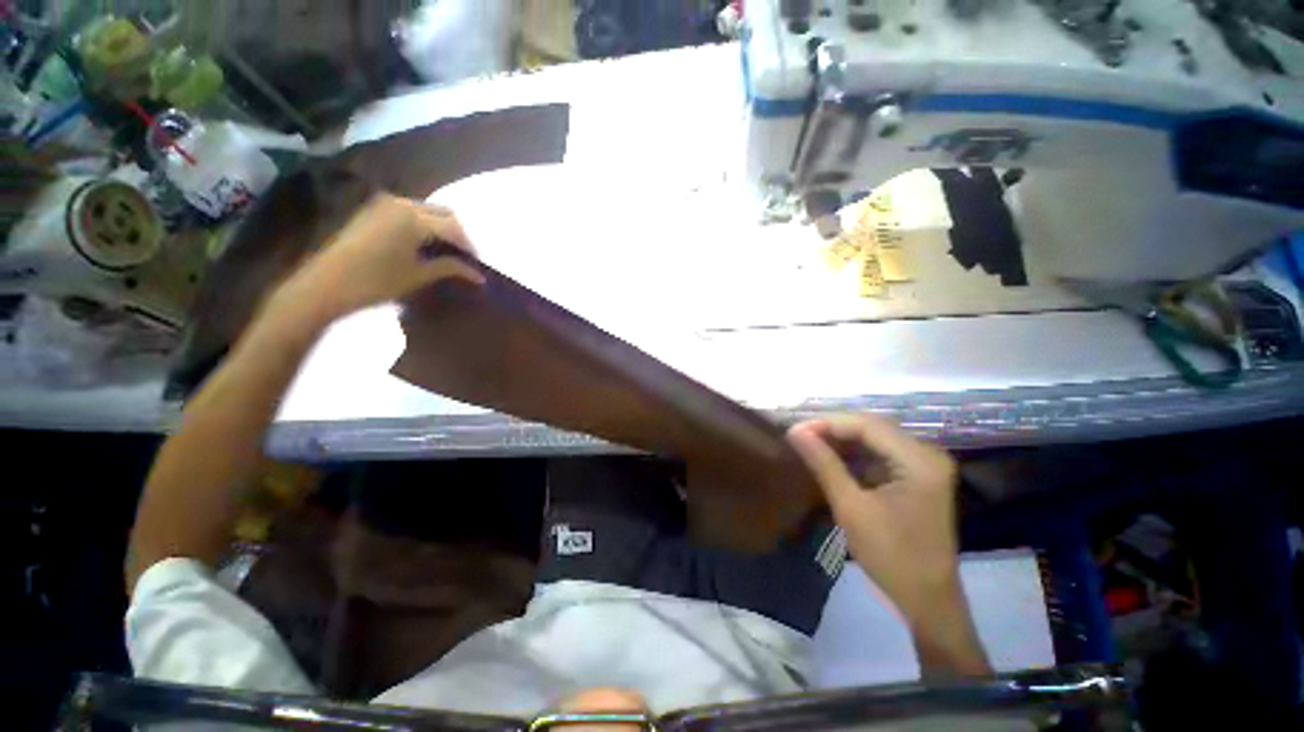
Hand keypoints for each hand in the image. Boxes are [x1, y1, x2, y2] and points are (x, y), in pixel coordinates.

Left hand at [274, 193, 484, 325]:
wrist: (325, 284)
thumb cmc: (377, 281)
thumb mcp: (419, 275)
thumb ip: (451, 268)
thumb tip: (478, 275)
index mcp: (415, 218)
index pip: (454, 228)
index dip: (469, 246)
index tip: (477, 264)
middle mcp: (401, 203)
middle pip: (443, 212)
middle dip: (457, 233)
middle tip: (464, 257)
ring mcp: (384, 204)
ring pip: (426, 210)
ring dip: (440, 228)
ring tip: (445, 252)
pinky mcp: (372, 210)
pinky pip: (408, 211)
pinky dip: (422, 225)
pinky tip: (423, 244)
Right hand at [787, 415, 986, 675]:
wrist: (926, 600)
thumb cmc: (891, 556)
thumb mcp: (851, 508)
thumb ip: (824, 464)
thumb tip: (795, 432)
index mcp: (919, 461)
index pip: (868, 426)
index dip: (828, 423)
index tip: (794, 431)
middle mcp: (927, 455)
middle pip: (872, 428)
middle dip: (833, 429)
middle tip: (798, 436)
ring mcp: (924, 465)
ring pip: (874, 438)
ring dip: (841, 440)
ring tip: (808, 444)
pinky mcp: (916, 476)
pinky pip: (880, 454)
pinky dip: (853, 454)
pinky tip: (831, 458)